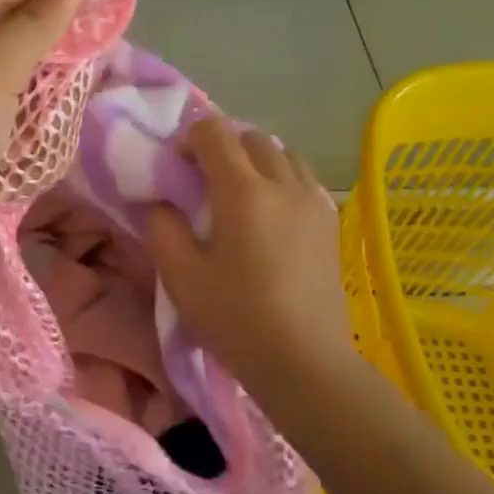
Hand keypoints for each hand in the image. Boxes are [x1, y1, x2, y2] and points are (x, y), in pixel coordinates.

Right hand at [146, 117, 355, 391]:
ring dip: (255, 160)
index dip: (189, 138)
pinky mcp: (330, 223)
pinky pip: (303, 180)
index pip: (215, 133)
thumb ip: (163, 228)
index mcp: (243, 192)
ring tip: (239, 194)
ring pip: (284, 154)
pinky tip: (270, 214)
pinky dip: (281, 179)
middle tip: (202, 181)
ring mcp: (313, 202)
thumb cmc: (235, 318)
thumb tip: (163, 204)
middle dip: (222, 146)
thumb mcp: (180, 277)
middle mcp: (283, 184)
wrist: (304, 360)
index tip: (176, 167)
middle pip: (251, 137)